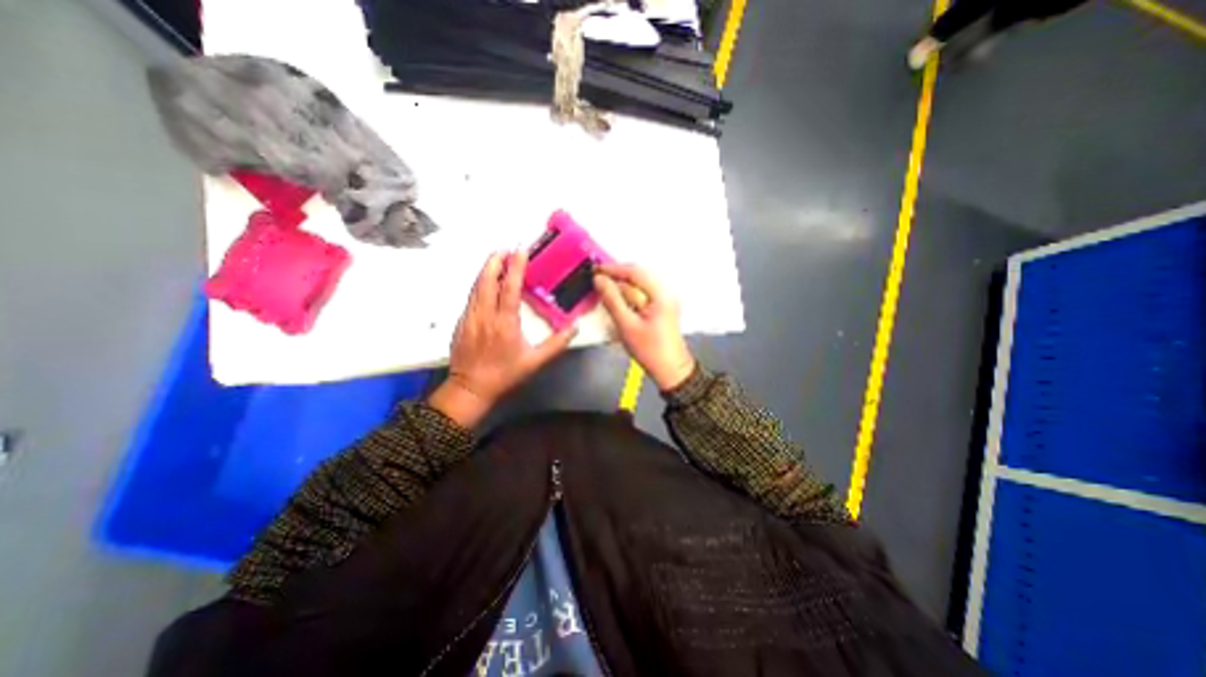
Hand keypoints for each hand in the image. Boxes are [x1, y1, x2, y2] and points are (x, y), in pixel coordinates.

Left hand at [431, 251, 576, 424]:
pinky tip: (485, 283)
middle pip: (487, 280)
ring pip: (476, 287)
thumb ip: (556, 344)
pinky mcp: (461, 322)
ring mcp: (470, 317)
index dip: (515, 267)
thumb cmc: (504, 375)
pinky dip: (479, 285)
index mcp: (504, 322)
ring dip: (486, 270)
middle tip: (504, 248)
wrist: (470, 388)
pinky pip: (471, 297)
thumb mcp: (535, 362)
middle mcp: (485, 315)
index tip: (520, 250)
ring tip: (495, 259)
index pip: (509, 287)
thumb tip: (574, 328)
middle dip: (495, 261)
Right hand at [593, 261, 698, 390]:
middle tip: (597, 278)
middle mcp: (664, 293)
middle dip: (616, 276)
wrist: (670, 370)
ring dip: (621, 286)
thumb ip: (612, 300)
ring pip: (638, 286)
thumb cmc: (651, 351)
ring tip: (603, 289)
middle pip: (637, 276)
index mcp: (660, 295)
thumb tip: (600, 281)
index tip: (596, 269)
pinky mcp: (659, 309)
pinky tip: (616, 301)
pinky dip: (627, 296)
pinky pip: (641, 296)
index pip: (635, 272)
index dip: (613, 269)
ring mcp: (663, 301)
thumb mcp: (627, 325)